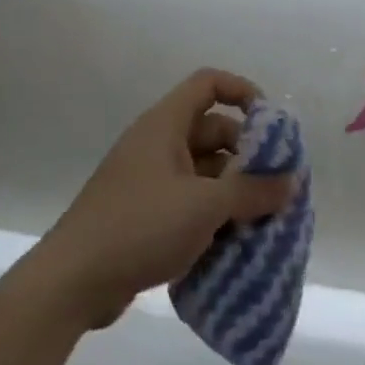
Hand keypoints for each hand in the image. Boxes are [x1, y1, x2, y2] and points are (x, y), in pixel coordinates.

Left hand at [33, 70, 297, 329]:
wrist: (73, 280)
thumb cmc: (141, 225)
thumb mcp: (204, 206)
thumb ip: (252, 191)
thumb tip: (291, 182)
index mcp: (165, 125)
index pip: (208, 84)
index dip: (243, 92)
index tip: (272, 125)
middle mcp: (157, 144)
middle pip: (212, 131)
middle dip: (247, 155)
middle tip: (277, 186)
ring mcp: (149, 180)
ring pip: (203, 171)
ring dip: (233, 191)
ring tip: (265, 220)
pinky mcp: (145, 214)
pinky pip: (189, 202)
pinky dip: (213, 215)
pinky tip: (236, 242)